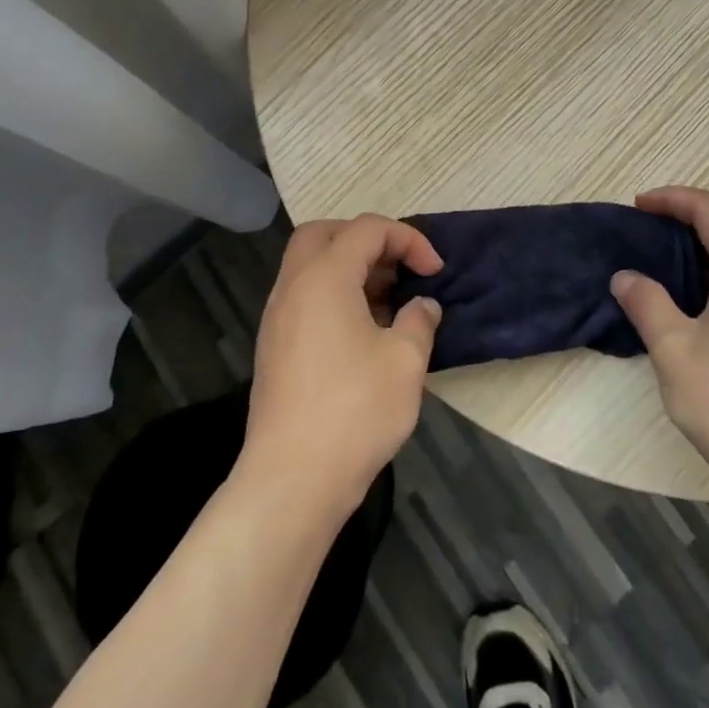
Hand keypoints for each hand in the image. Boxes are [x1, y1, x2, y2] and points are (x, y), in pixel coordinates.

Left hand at [241, 215, 444, 518]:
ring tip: (387, 300)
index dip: (408, 239)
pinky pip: (303, 295)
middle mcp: (293, 286)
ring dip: (348, 267)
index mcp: (324, 277)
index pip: (367, 229)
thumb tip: (423, 305)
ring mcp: (277, 316)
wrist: (292, 478)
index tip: (434, 272)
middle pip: (324, 233)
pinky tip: (362, 330)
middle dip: (366, 239)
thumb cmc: (354, 412)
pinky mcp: (273, 345)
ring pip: (309, 265)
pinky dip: (332, 293)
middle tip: (398, 267)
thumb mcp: (405, 362)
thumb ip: (419, 320)